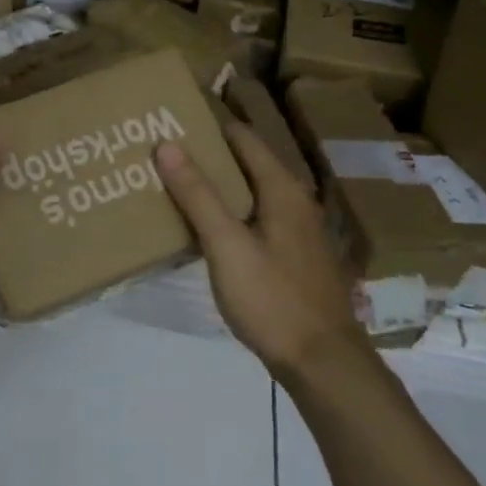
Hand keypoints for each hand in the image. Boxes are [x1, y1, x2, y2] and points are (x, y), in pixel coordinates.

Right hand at [155, 123, 368, 377]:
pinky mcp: (291, 258)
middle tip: (163, 154)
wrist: (322, 363)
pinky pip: (254, 220)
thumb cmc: (273, 298)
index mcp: (282, 190)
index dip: (210, 127)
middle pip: (246, 165)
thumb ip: (198, 194)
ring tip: (174, 185)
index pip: (243, 139)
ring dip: (216, 188)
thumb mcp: (227, 245)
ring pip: (249, 195)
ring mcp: (296, 232)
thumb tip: (167, 144)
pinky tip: (203, 229)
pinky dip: (228, 214)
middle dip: (208, 157)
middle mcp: (294, 202)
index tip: (172, 122)